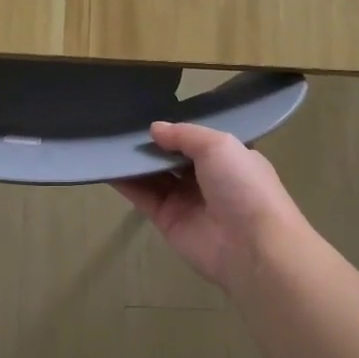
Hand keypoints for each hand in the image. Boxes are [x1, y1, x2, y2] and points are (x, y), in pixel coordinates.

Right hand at [111, 122, 303, 286]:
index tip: (149, 112)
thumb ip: (184, 134)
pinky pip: (142, 197)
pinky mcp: (166, 220)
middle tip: (121, 123)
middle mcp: (206, 178)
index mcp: (227, 158)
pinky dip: (124, 182)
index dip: (176, 128)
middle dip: (151, 144)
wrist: (251, 246)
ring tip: (107, 139)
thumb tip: (154, 129)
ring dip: (134, 161)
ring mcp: (185, 200)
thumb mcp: (219, 145)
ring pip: (154, 175)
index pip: (197, 139)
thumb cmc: (243, 186)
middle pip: (172, 157)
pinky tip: (106, 164)